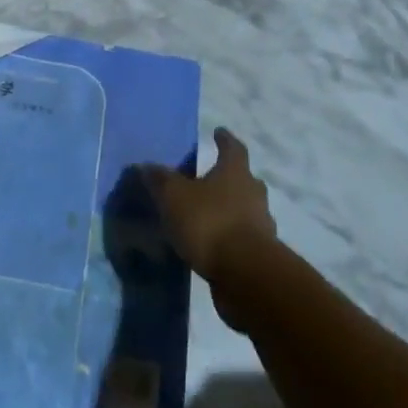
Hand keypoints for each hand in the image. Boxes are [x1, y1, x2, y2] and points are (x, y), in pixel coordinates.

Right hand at [142, 128, 276, 290]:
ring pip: (245, 210)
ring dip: (229, 210)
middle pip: (244, 179)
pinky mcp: (260, 256)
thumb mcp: (174, 197)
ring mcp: (261, 226)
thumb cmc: (210, 223)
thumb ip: (160, 180)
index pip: (233, 148)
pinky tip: (211, 246)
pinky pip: (242, 238)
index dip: (224, 139)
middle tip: (210, 177)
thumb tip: (145, 165)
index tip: (218, 132)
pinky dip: (229, 238)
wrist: (247, 276)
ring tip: (205, 216)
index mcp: (235, 172)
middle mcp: (253, 194)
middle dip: (229, 177)